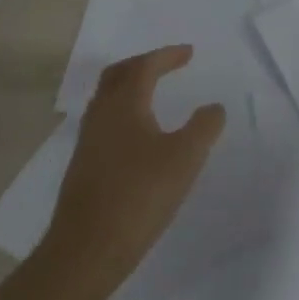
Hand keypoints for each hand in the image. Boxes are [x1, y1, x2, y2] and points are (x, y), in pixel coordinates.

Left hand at [37, 45, 225, 299]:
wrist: (88, 247)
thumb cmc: (140, 195)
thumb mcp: (185, 158)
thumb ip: (204, 127)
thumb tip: (214, 107)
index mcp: (124, 104)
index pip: (145, 67)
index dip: (167, 56)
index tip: (189, 53)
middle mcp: (101, 114)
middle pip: (118, 75)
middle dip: (144, 63)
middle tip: (167, 63)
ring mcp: (88, 140)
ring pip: (107, 98)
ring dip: (130, 86)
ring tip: (154, 92)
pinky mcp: (85, 164)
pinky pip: (105, 121)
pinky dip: (124, 111)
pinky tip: (138, 134)